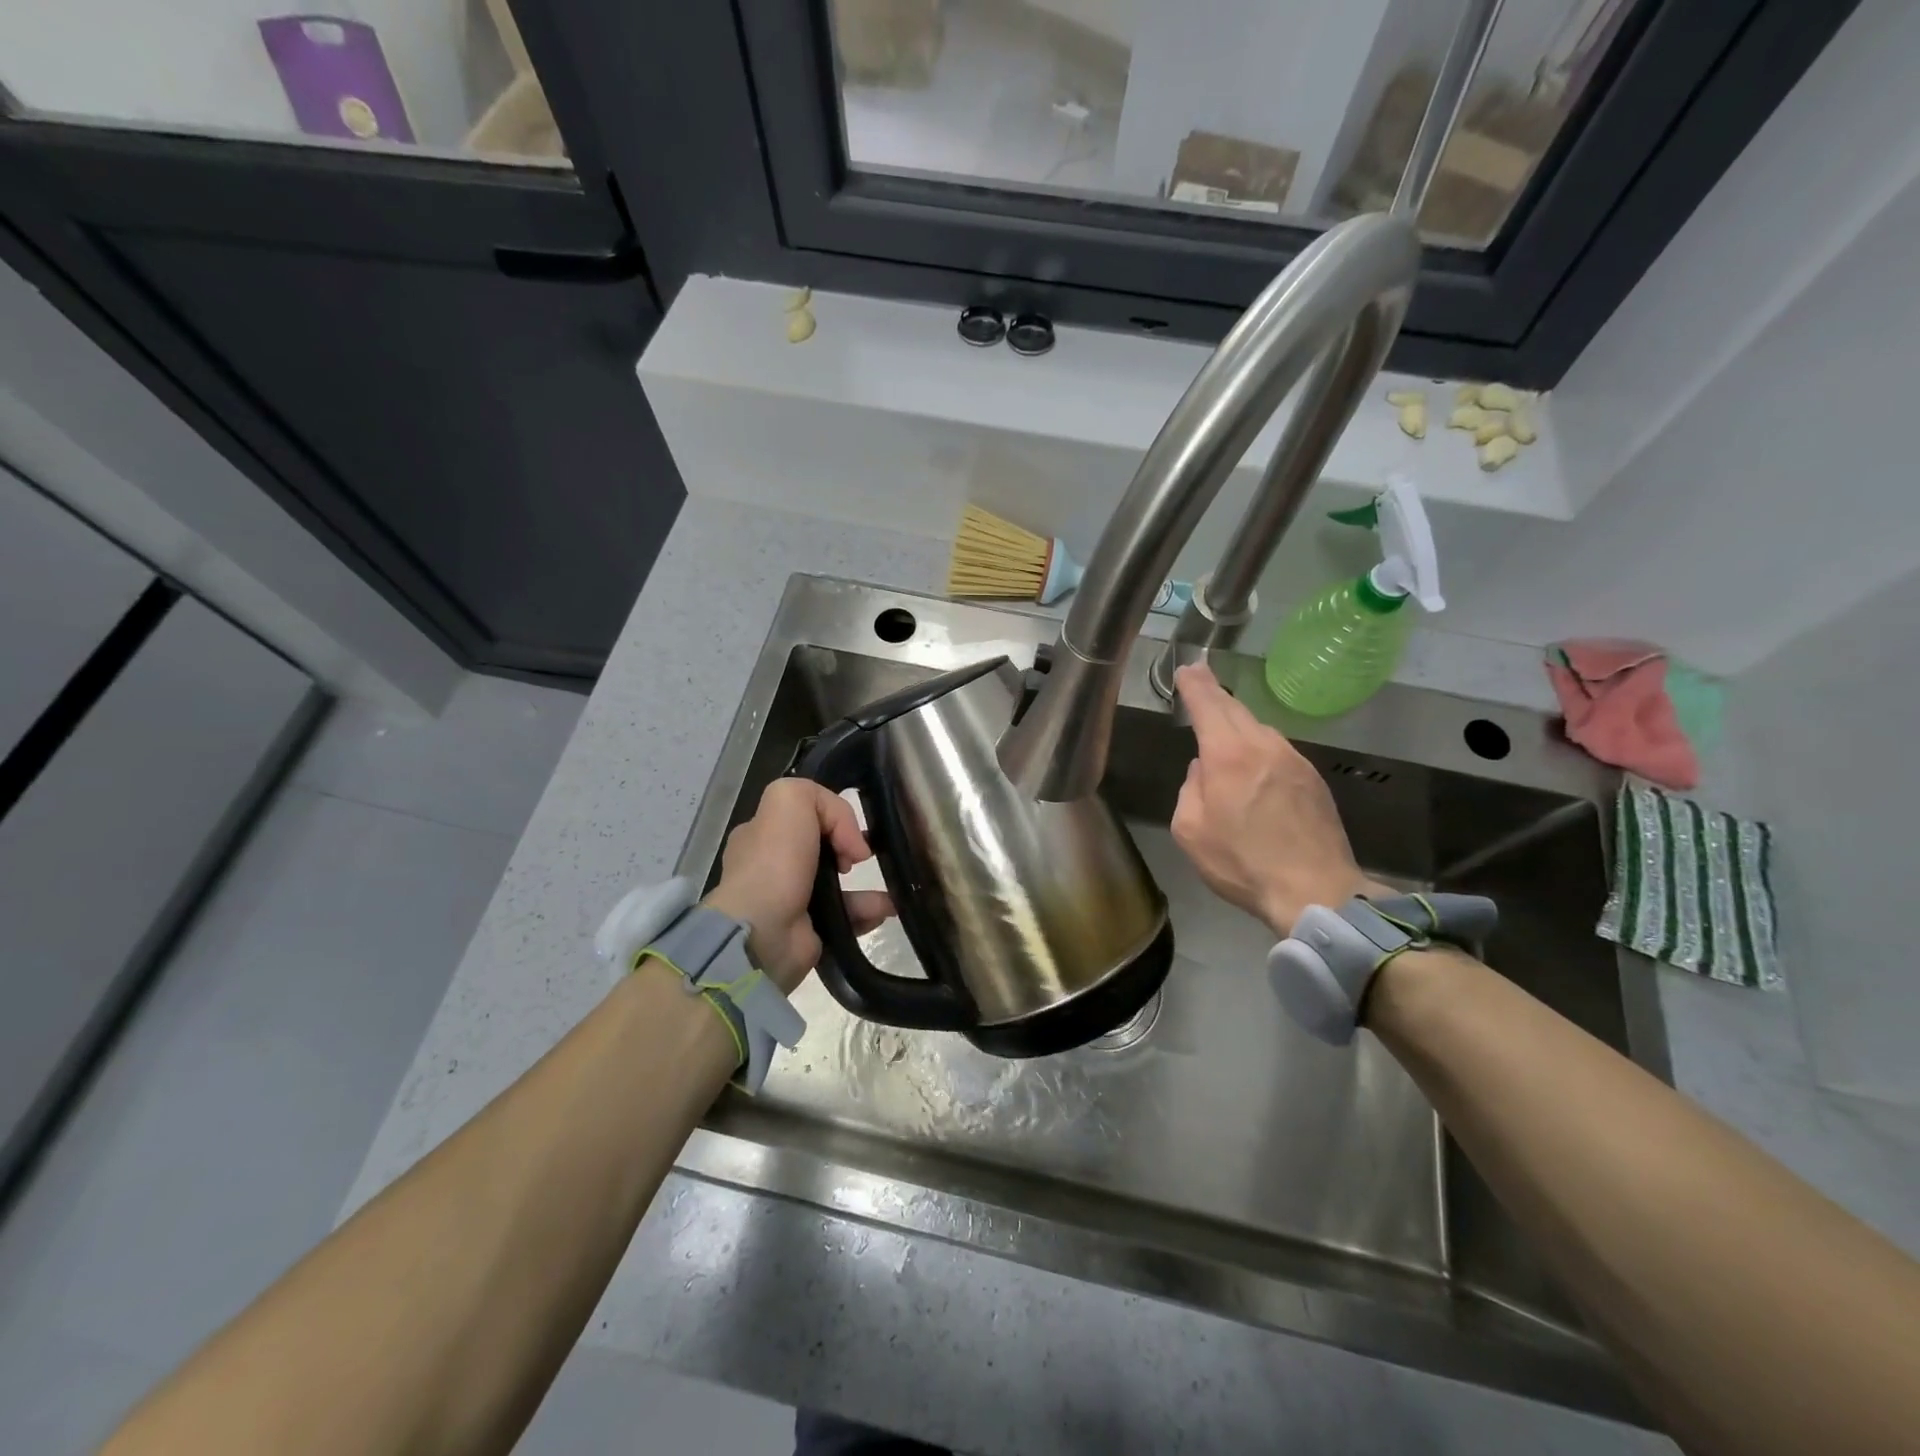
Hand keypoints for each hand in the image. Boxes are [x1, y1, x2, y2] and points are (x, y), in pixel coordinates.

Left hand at [703, 780, 893, 991]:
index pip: (802, 815)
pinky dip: (867, 911)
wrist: (762, 934)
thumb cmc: (775, 863)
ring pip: (838, 884)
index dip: (832, 817)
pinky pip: (846, 916)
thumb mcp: (789, 799)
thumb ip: (821, 799)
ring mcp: (790, 901)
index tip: (848, 832)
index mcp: (761, 834)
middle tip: (865, 857)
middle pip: (822, 848)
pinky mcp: (809, 932)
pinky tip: (885, 908)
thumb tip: (849, 838)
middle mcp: (772, 866)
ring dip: (868, 885)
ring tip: (891, 886)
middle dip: (851, 849)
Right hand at [1170, 663, 1381, 936]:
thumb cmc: (1242, 863)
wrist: (1315, 890)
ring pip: (1259, 729)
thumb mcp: (1190, 830)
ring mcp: (1294, 760)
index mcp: (1228, 755)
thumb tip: (1202, 771)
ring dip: (1238, 721)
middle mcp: (1263, 746)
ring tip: (1223, 724)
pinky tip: (1254, 762)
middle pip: (1235, 708)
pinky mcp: (1314, 779)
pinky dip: (1259, 746)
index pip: (1207, 704)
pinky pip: (1278, 750)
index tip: (1187, 668)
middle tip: (1201, 676)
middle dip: (1214, 692)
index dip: (1194, 684)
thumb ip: (1189, 790)